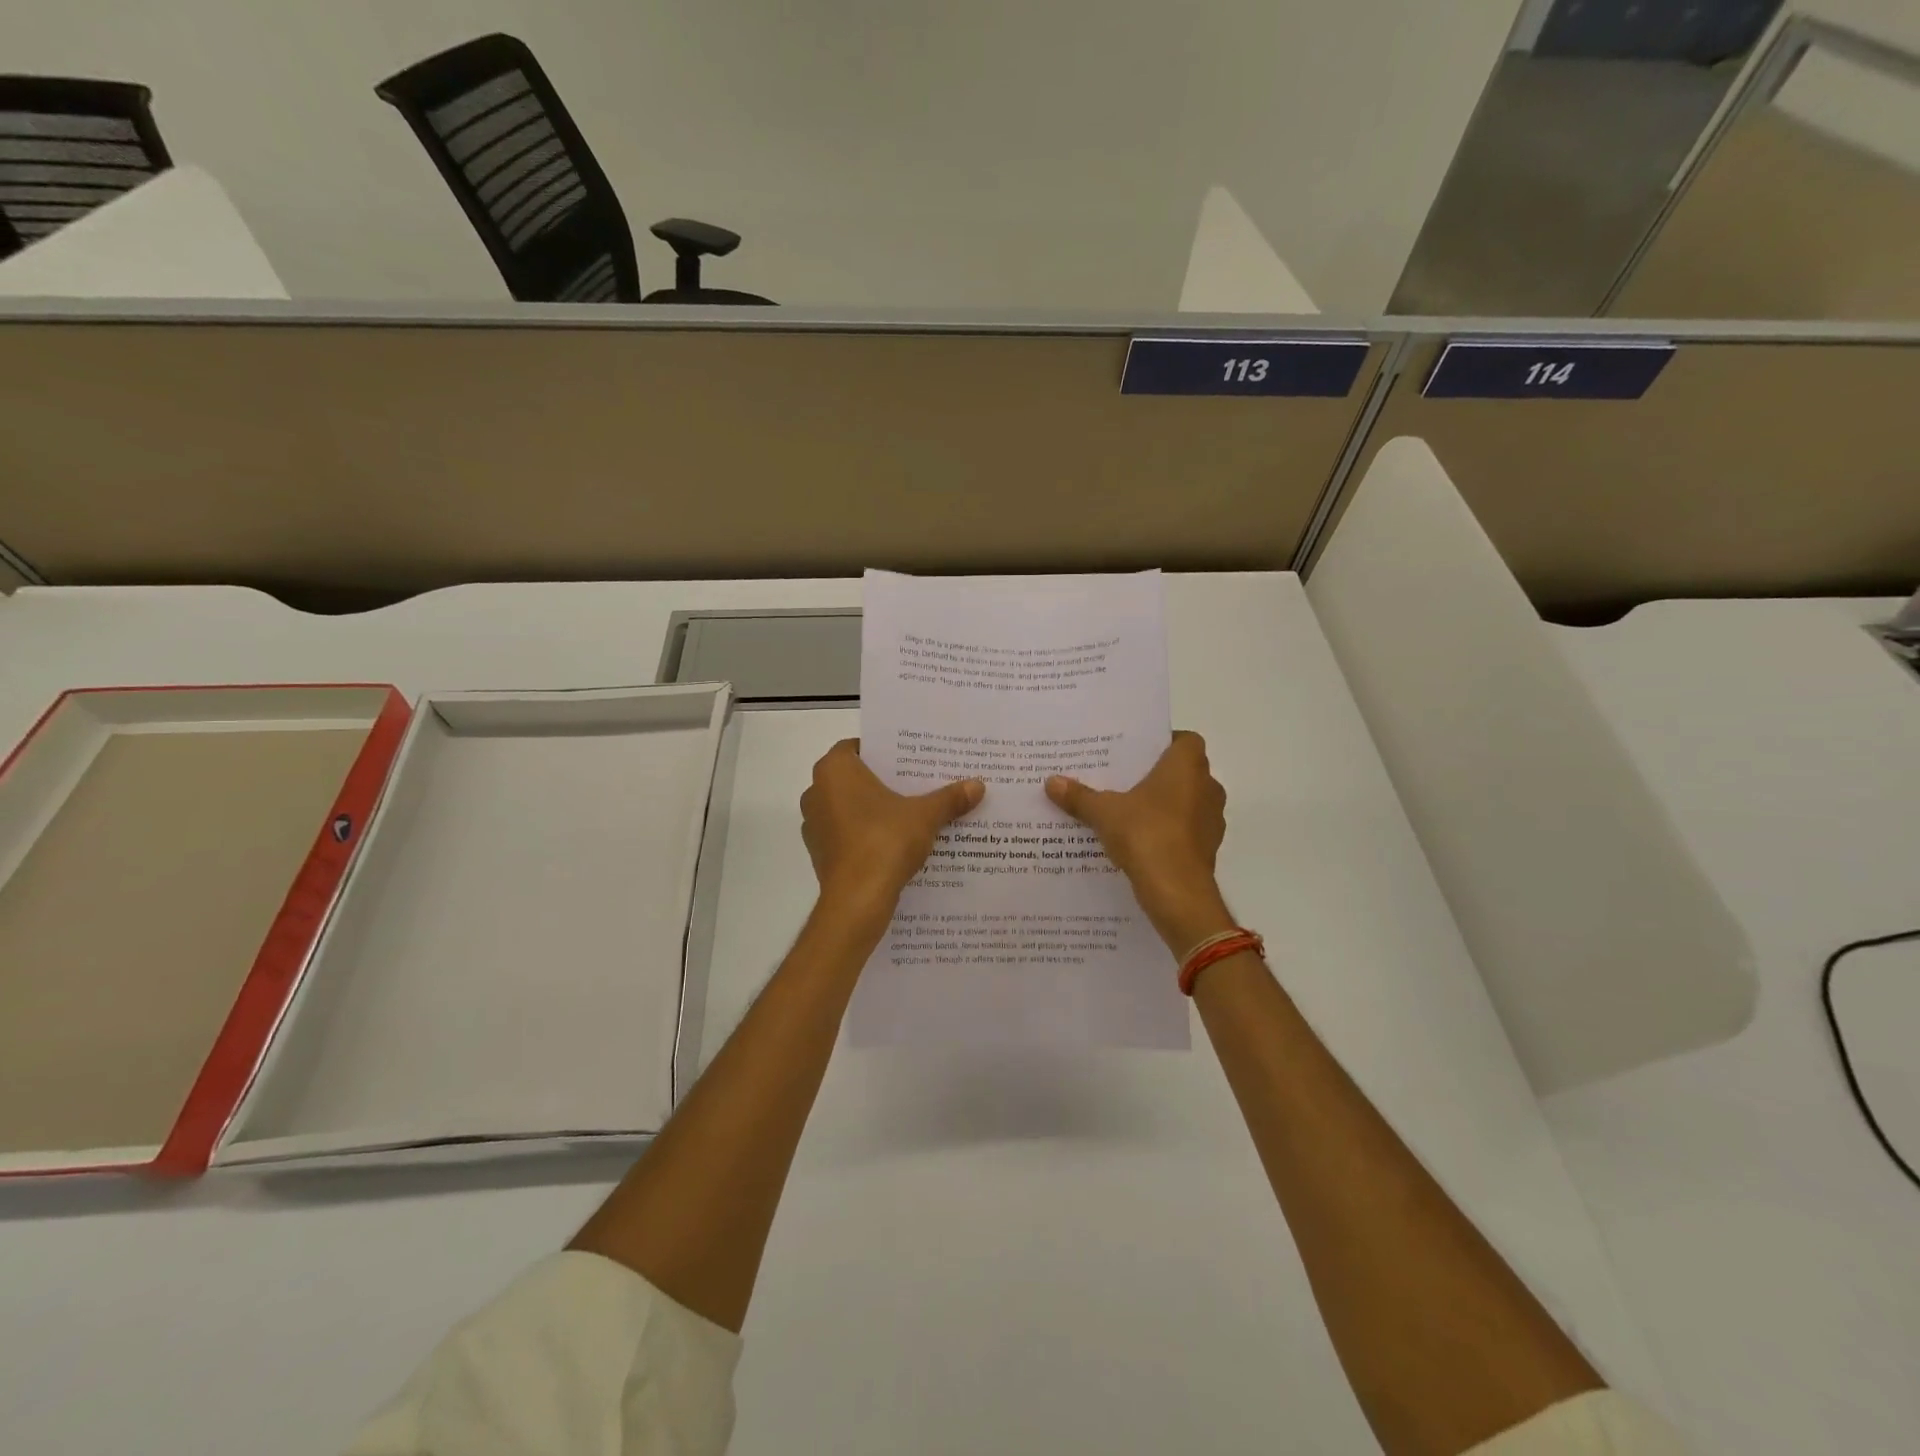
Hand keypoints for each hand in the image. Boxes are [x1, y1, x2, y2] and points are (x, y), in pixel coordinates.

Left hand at [801, 739, 983, 920]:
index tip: (910, 759)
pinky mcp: (819, 853)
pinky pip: (846, 833)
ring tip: (910, 814)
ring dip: (874, 810)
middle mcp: (816, 791)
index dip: (885, 752)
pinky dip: (865, 834)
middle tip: (917, 783)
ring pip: (849, 807)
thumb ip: (949, 798)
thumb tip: (978, 785)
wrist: (857, 900)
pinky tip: (894, 842)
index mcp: (834, 770)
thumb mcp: (925, 816)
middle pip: (855, 778)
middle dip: (883, 781)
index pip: (858, 747)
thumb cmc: (884, 841)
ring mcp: (814, 824)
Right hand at [1046, 731, 1232, 954]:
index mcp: (1187, 766)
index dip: (1164, 742)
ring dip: (1164, 804)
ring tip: (1128, 810)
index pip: (1185, 740)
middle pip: (1184, 771)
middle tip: (1123, 779)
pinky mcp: (1208, 848)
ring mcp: (1212, 819)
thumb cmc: (1146, 835)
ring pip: (1187, 801)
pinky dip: (1168, 830)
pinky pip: (1186, 829)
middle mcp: (1207, 787)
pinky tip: (1140, 840)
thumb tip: (1051, 782)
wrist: (1177, 892)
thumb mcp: (1104, 813)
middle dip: (1157, 775)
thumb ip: (1079, 796)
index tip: (1137, 753)